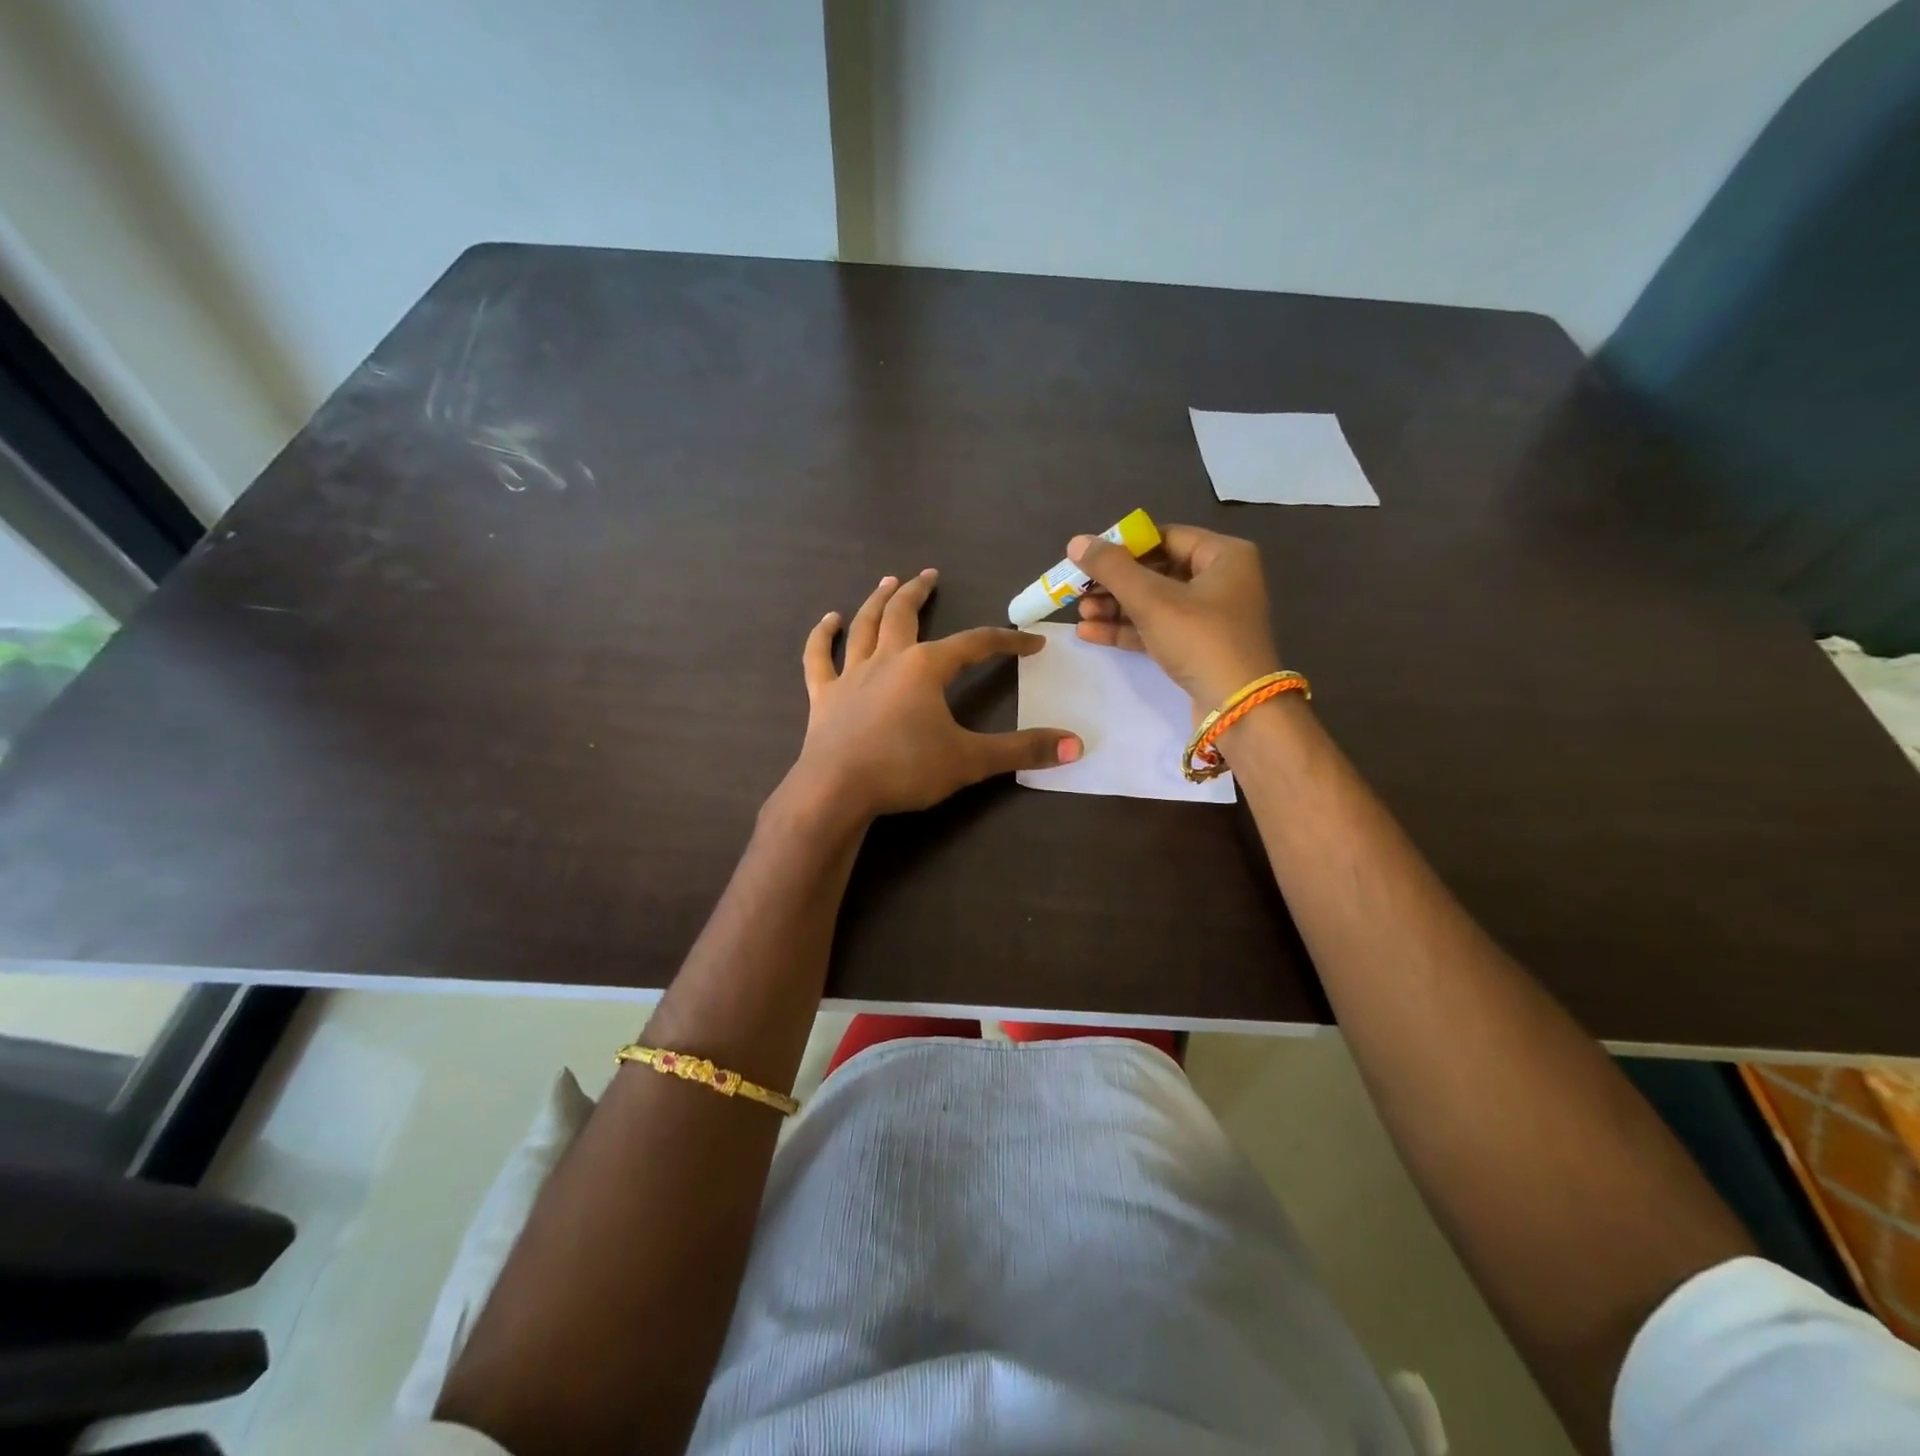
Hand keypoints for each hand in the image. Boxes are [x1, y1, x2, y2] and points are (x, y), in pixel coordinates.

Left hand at [788, 570, 1081, 820]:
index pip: (975, 644)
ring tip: (888, 582)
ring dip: (877, 601)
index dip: (1007, 641)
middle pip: (905, 615)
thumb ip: (1022, 751)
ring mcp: (851, 675)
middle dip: (920, 593)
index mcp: (926, 667)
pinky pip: (819, 657)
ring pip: (865, 626)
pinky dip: (822, 636)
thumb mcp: (970, 761)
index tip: (1031, 642)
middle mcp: (888, 660)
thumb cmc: (905, 770)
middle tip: (930, 575)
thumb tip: (1076, 745)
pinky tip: (828, 621)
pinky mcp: (824, 695)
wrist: (836, 791)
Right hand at [1071, 525, 1281, 708]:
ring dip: (1115, 608)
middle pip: (1156, 572)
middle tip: (1078, 591)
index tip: (1089, 558)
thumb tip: (1076, 542)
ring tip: (1081, 615)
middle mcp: (1220, 580)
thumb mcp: (1152, 600)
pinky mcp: (1197, 647)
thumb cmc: (1200, 640)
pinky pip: (1157, 628)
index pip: (1165, 538)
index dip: (1124, 546)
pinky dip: (1127, 629)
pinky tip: (1090, 633)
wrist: (1236, 708)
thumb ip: (1112, 568)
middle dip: (1114, 583)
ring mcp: (1209, 617)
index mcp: (1223, 556)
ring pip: (1153, 603)